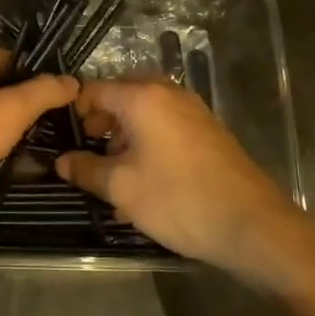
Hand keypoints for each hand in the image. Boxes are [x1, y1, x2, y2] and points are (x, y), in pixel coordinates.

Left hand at [0, 47, 78, 248]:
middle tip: (58, 120)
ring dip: (9, 129)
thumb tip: (71, 81)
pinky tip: (15, 162)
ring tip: (43, 142)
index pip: (4, 57)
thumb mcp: (9, 111)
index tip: (62, 94)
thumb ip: (42, 93)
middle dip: (24, 103)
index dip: (34, 72)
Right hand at [56, 79, 302, 278]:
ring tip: (113, 176)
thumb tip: (61, 162)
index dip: (73, 112)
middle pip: (121, 98)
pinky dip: (148, 143)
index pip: (94, 90)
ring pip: (144, 114)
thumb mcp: (122, 188)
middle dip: (100, 124)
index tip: (62, 139)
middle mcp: (168, 93)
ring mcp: (192, 111)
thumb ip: (86, 170)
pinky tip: (144, 181)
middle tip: (87, 156)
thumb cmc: (178, 200)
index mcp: (143, 97)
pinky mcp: (207, 131)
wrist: (252, 225)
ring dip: (124, 137)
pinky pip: (165, 126)